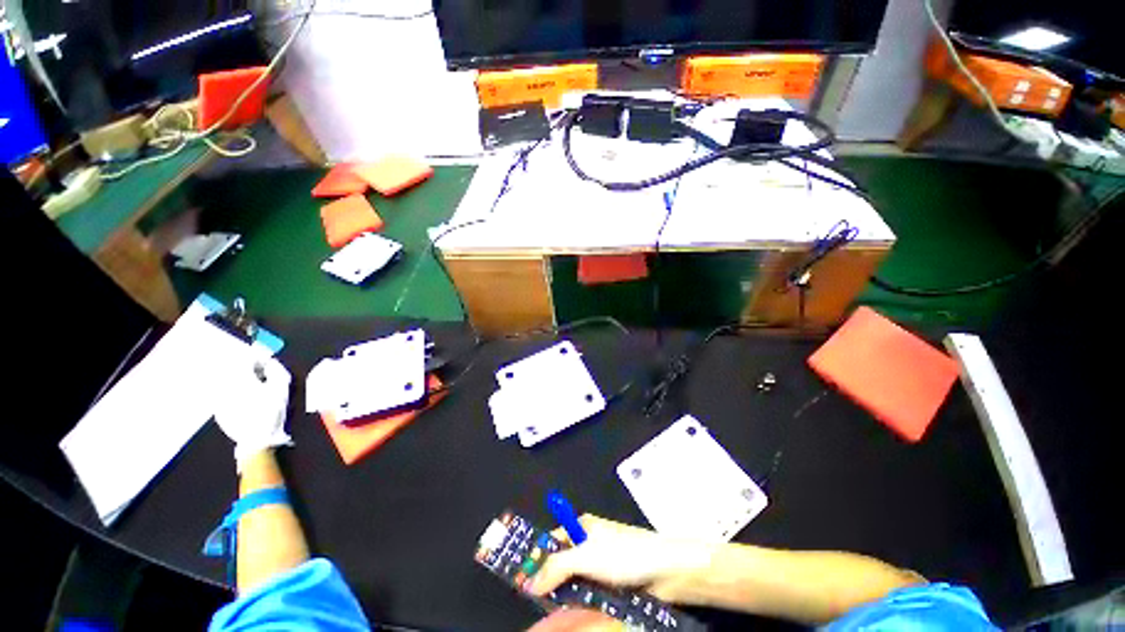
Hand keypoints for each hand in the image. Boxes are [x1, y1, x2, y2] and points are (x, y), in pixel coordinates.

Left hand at [213, 356, 292, 467]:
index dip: (259, 357)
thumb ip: (277, 371)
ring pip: (227, 381)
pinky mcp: (217, 410)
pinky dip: (235, 391)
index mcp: (238, 377)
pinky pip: (224, 393)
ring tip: (256, 386)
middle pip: (232, 367)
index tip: (269, 362)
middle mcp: (223, 385)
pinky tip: (247, 400)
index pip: (245, 358)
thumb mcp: (281, 389)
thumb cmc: (270, 411)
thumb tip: (270, 363)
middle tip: (262, 372)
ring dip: (241, 379)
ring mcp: (217, 398)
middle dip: (248, 367)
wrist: (255, 440)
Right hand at [528, 514, 713, 603]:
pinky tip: (570, 614)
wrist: (665, 571)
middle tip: (531, 599)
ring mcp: (600, 565)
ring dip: (562, 595)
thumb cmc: (624, 554)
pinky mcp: (610, 585)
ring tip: (547, 610)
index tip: (520, 575)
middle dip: (547, 579)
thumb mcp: (586, 556)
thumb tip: (531, 583)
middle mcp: (589, 543)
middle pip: (561, 561)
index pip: (552, 538)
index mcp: (582, 526)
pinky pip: (587, 595)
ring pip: (573, 581)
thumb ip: (556, 567)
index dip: (536, 555)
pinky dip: (578, 603)